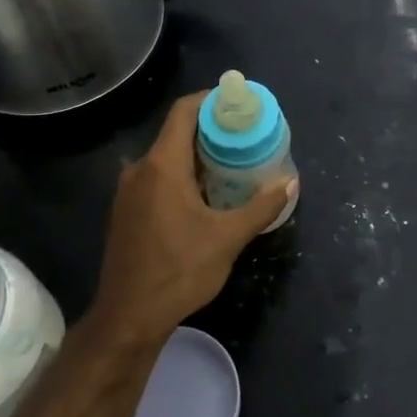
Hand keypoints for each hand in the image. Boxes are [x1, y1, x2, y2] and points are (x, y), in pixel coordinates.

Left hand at [90, 91, 296, 344]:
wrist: (129, 316)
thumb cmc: (179, 271)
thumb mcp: (228, 238)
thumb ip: (261, 206)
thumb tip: (290, 182)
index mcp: (162, 165)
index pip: (184, 111)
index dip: (211, 100)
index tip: (239, 104)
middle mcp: (140, 169)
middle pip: (177, 133)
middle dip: (212, 131)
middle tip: (246, 138)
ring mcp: (128, 191)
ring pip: (167, 158)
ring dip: (198, 156)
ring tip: (233, 165)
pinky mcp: (126, 211)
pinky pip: (157, 178)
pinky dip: (182, 175)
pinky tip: (206, 195)